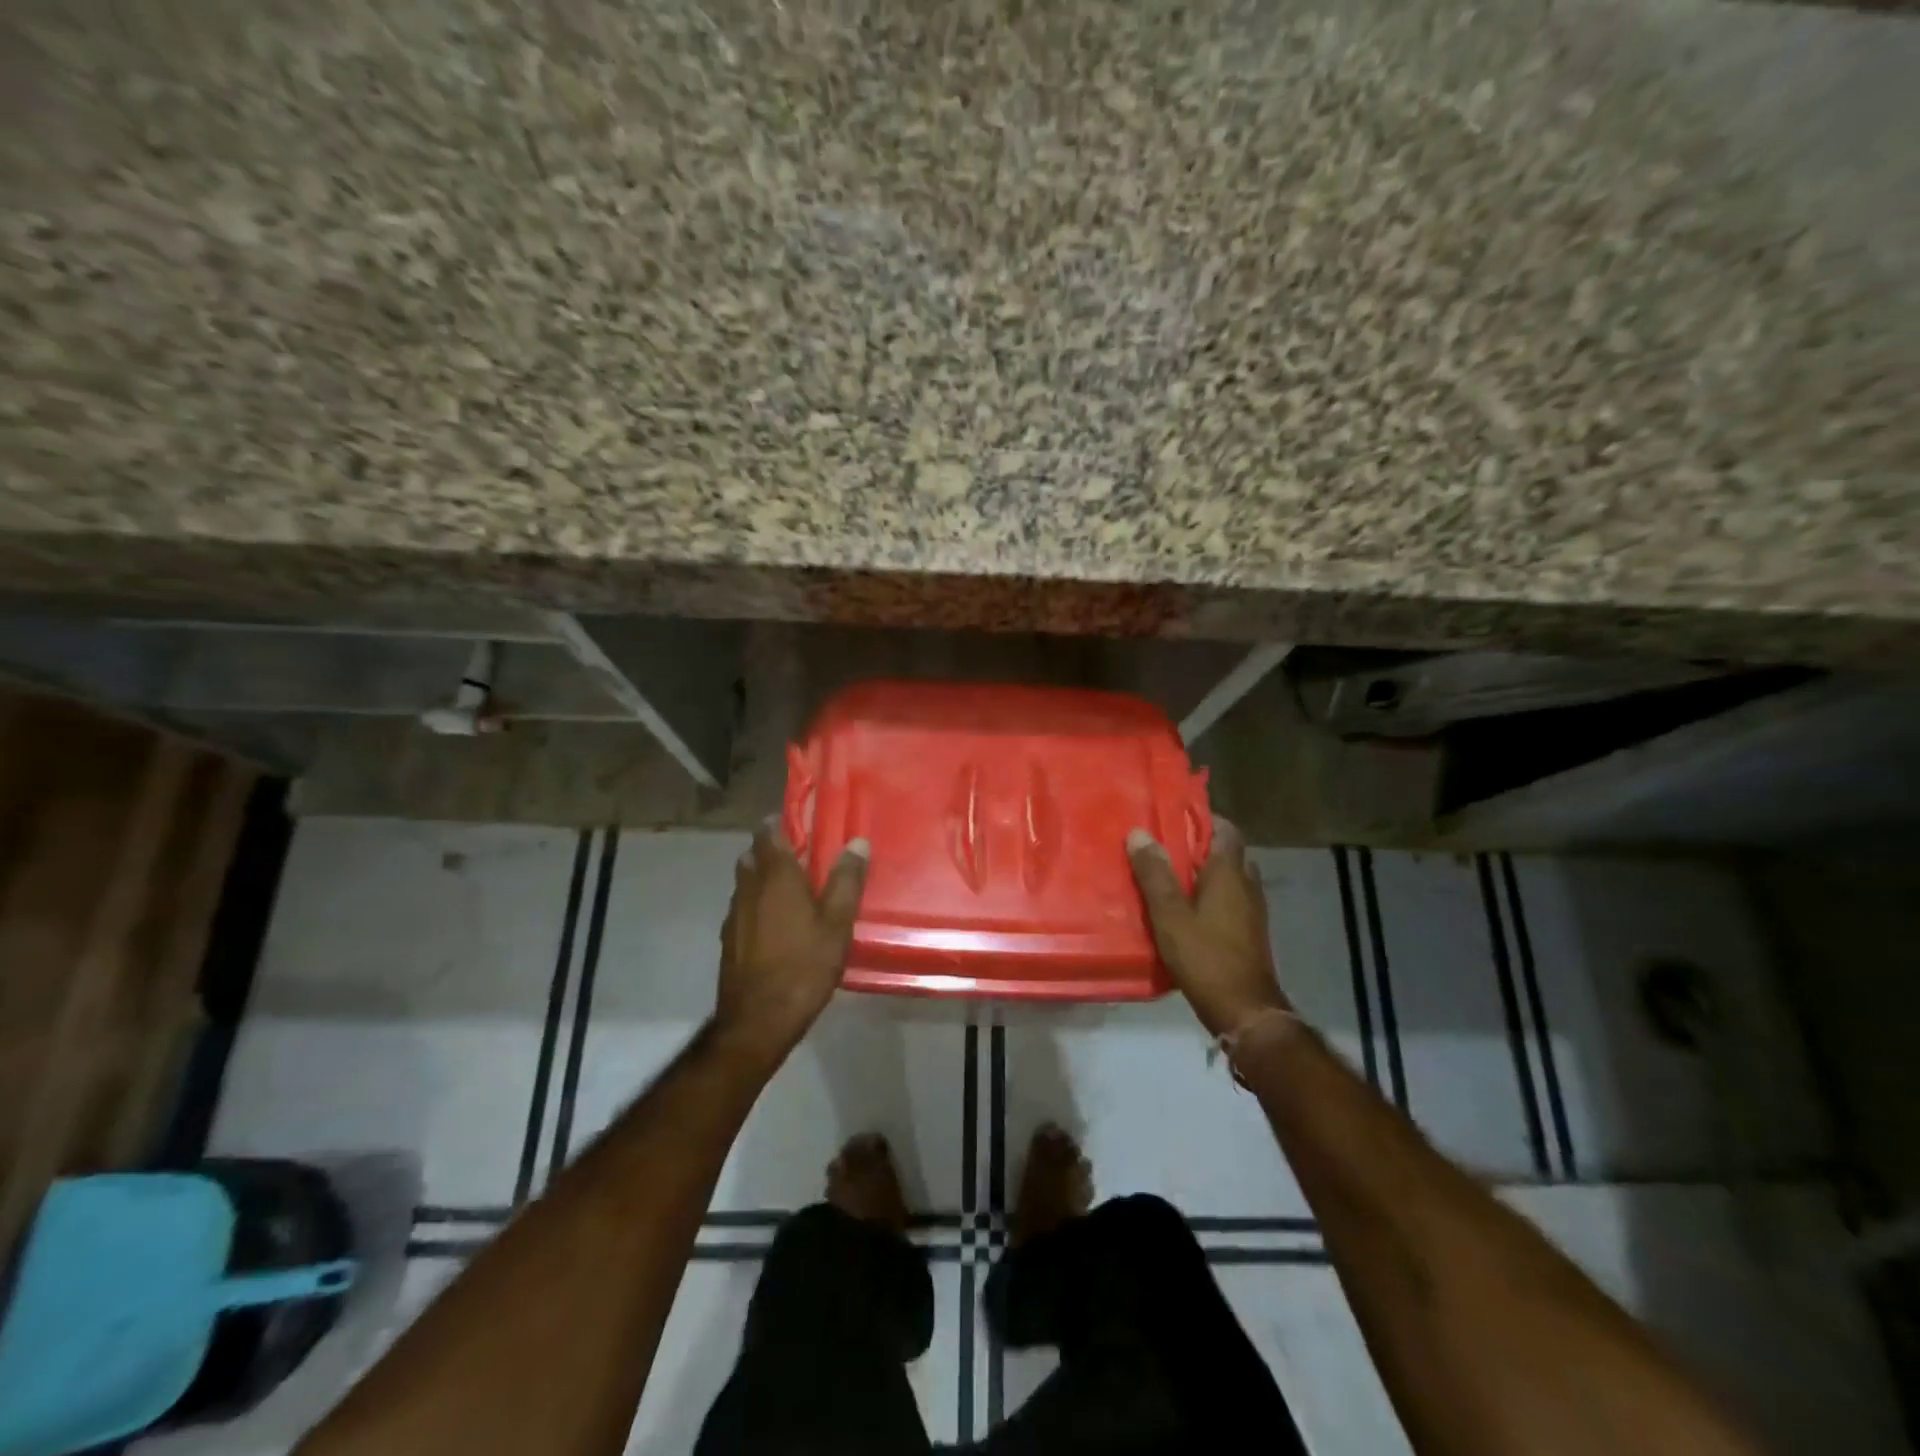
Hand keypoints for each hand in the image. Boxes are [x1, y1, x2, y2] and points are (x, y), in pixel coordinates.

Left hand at [714, 822, 869, 1064]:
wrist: (758, 1020)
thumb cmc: (804, 965)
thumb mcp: (837, 922)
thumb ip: (847, 880)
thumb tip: (857, 842)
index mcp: (775, 876)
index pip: (767, 832)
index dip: (779, 823)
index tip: (799, 823)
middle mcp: (748, 887)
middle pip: (753, 855)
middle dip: (771, 850)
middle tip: (800, 857)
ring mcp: (734, 914)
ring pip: (745, 882)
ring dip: (763, 877)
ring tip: (791, 890)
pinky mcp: (728, 939)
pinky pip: (743, 907)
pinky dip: (757, 903)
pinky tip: (776, 924)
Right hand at [1128, 818, 1289, 1037]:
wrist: (1245, 1010)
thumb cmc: (1205, 956)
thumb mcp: (1169, 914)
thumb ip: (1155, 874)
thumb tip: (1139, 833)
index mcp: (1229, 873)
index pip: (1225, 829)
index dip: (1203, 818)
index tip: (1174, 815)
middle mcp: (1247, 885)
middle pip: (1226, 853)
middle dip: (1199, 846)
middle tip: (1164, 847)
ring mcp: (1252, 911)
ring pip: (1228, 879)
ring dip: (1204, 873)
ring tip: (1169, 877)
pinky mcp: (1249, 932)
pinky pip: (1229, 901)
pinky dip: (1210, 897)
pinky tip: (1186, 910)